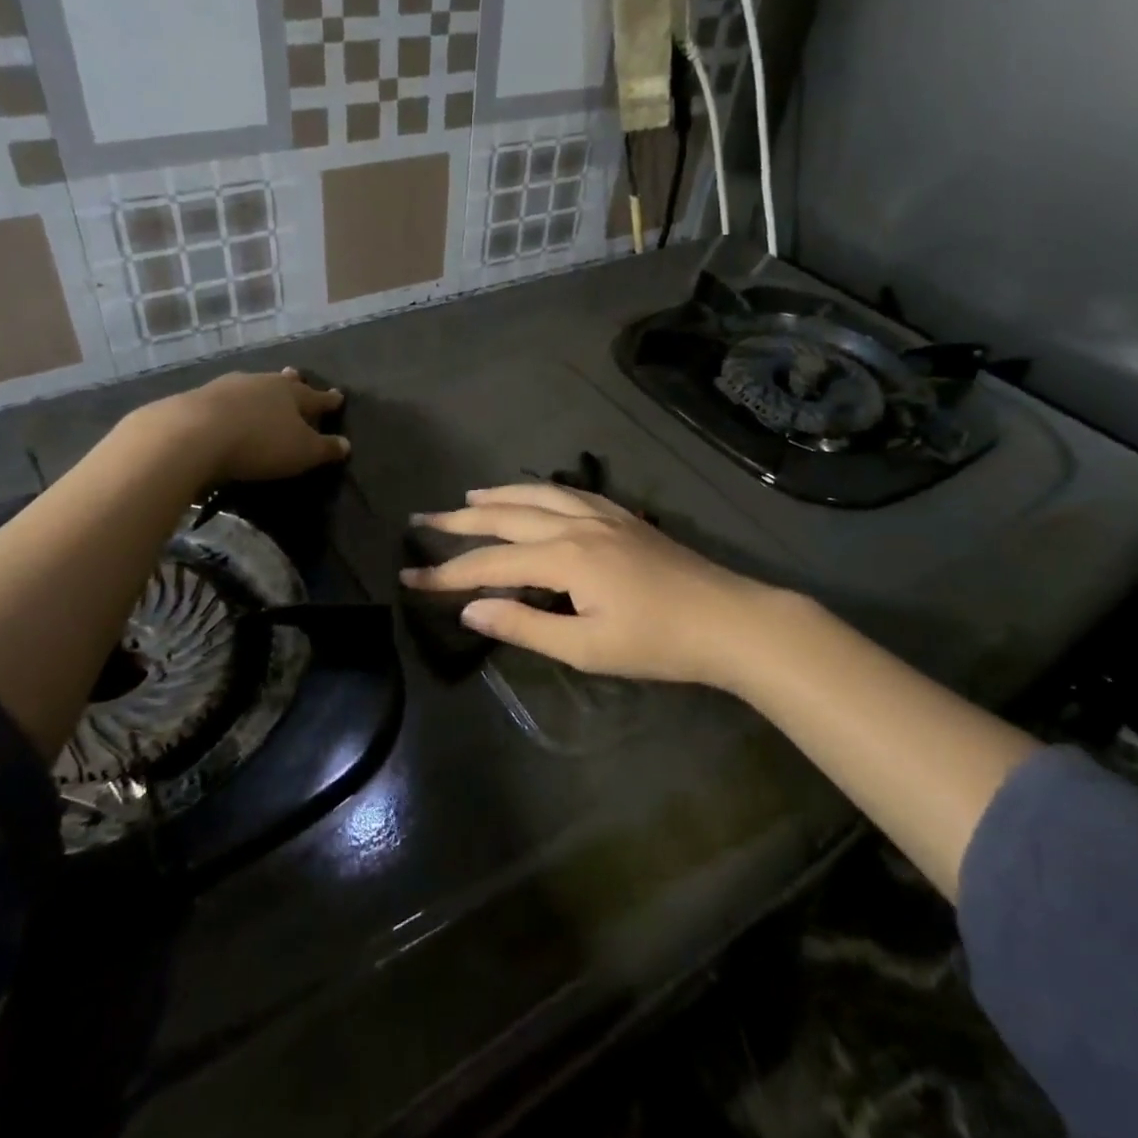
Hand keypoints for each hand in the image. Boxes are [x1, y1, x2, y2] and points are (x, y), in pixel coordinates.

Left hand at [132, 368, 348, 484]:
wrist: (192, 434)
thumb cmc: (260, 443)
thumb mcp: (302, 453)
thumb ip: (324, 449)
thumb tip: (346, 444)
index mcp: (292, 394)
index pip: (316, 398)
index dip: (328, 401)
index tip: (338, 396)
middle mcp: (261, 383)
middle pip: (281, 383)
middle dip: (291, 383)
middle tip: (296, 376)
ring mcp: (226, 387)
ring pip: (251, 386)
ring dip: (258, 390)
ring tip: (260, 393)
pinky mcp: (197, 398)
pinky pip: (223, 399)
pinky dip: (230, 404)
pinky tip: (226, 409)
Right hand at [399, 483, 777, 687]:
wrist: (728, 619)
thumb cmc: (657, 643)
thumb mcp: (586, 648)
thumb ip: (524, 625)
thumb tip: (470, 608)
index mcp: (563, 557)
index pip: (489, 562)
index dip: (446, 572)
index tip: (409, 574)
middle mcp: (576, 524)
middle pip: (506, 515)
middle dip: (460, 519)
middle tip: (422, 519)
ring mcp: (602, 515)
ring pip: (537, 494)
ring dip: (498, 494)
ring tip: (469, 496)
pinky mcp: (623, 517)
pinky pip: (568, 492)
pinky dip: (538, 490)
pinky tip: (534, 494)